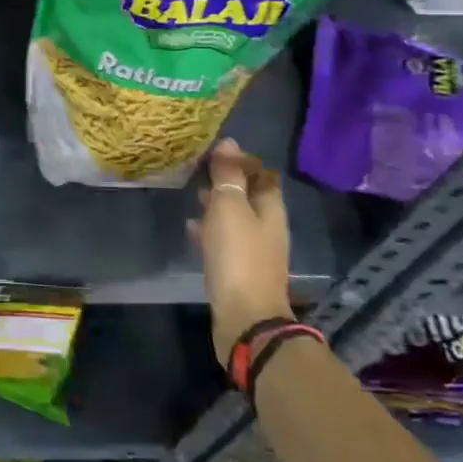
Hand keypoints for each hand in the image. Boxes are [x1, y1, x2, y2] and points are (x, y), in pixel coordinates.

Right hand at [190, 138, 292, 365]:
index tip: (218, 150)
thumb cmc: (238, 257)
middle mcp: (267, 228)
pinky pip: (224, 240)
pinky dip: (210, 229)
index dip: (244, 160)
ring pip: (236, 218)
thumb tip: (229, 143)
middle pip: (250, 196)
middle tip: (201, 168)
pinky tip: (191, 227)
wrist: (244, 318)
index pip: (262, 175)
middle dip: (229, 182)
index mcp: (271, 209)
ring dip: (218, 205)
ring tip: (194, 193)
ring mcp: (254, 252)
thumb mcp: (230, 208)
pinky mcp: (238, 270)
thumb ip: (228, 176)